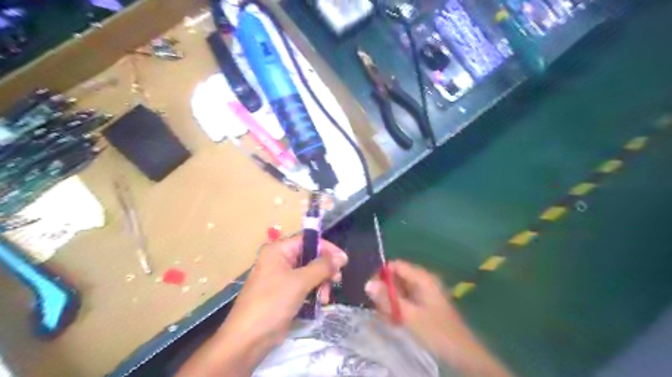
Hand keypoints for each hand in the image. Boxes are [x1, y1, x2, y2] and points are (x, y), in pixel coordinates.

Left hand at [221, 237, 348, 348]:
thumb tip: (342, 256)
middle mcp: (279, 260)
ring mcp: (280, 278)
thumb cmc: (272, 303)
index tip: (343, 260)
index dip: (326, 248)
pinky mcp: (283, 294)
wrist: (247, 340)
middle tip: (337, 280)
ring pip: (309, 273)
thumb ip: (322, 267)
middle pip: (309, 257)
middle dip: (324, 269)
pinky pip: (303, 286)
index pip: (307, 240)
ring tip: (325, 298)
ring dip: (320, 283)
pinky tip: (319, 303)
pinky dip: (313, 292)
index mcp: (278, 251)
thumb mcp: (299, 282)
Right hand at [367, 263, 462, 352]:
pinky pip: (406, 299)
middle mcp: (423, 280)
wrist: (462, 353)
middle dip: (386, 291)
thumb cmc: (436, 331)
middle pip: (396, 277)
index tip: (372, 292)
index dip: (381, 275)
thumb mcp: (408, 315)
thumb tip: (367, 283)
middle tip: (381, 310)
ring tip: (390, 318)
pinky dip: (399, 308)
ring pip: (400, 289)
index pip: (395, 265)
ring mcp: (424, 292)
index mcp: (422, 277)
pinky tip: (397, 321)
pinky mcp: (424, 303)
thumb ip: (387, 298)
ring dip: (391, 302)